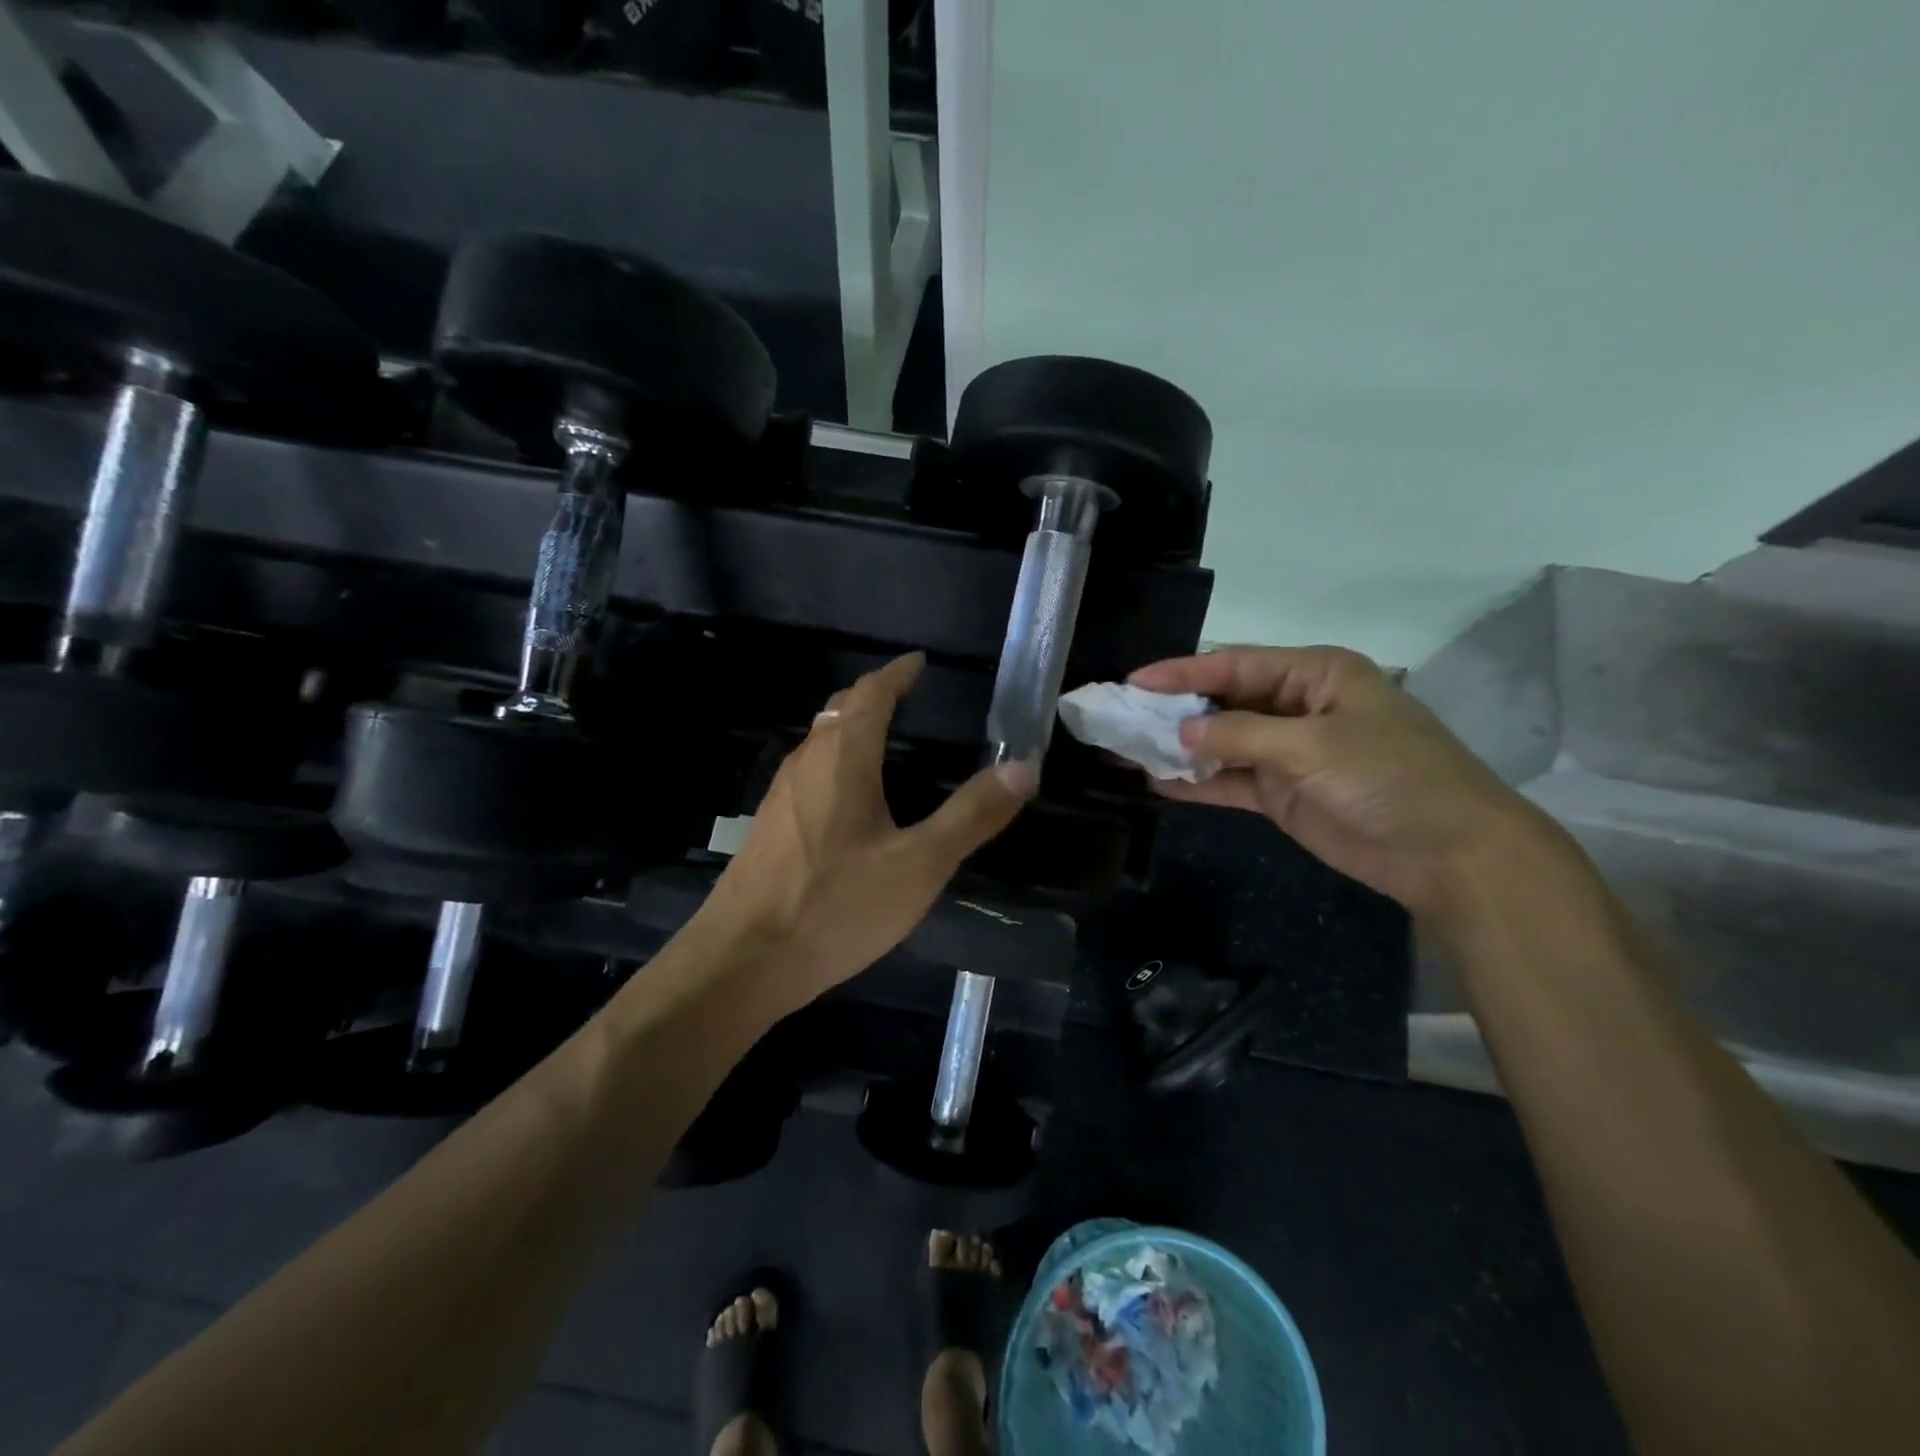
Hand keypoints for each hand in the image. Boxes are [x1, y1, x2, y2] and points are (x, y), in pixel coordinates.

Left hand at [697, 654, 1035, 1006]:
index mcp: (843, 758)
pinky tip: (849, 799)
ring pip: (820, 741)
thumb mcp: (919, 864)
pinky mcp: (770, 827)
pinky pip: (809, 772)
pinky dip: (836, 761)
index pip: (871, 693)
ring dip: (851, 727)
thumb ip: (972, 814)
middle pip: (840, 710)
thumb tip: (1025, 766)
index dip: (897, 673)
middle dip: (873, 695)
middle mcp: (806, 763)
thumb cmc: (836, 905)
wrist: (743, 960)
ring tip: (884, 738)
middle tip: (907, 696)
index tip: (918, 663)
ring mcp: (781, 796)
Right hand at [1130, 646, 1556, 923]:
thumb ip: (1241, 735)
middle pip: (1223, 702)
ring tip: (1126, 749)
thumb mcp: (1313, 745)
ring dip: (1179, 748)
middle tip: (1121, 717)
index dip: (1183, 672)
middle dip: (1174, 711)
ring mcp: (1288, 753)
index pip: (1235, 665)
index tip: (1134, 682)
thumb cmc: (1389, 776)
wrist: (1447, 853)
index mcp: (1315, 674)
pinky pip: (1229, 781)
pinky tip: (1157, 781)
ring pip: (1221, 743)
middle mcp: (1297, 706)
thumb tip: (1180, 734)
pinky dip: (1197, 782)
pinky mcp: (1282, 794)